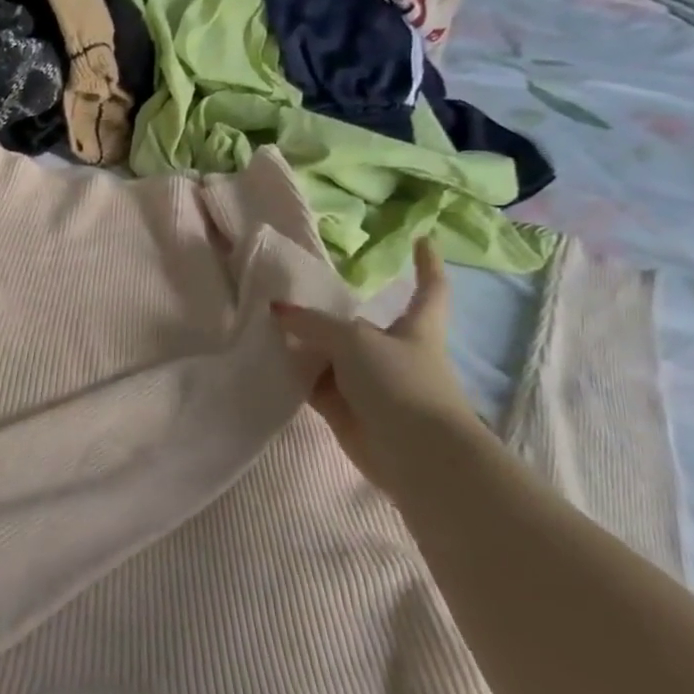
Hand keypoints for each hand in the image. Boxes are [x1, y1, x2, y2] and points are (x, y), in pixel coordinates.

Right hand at [270, 240, 483, 480]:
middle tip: (292, 295)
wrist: (415, 453)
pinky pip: (313, 384)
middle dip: (331, 314)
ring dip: (304, 345)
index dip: (427, 264)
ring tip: (264, 324)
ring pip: (330, 356)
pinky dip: (294, 374)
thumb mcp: (354, 341)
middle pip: (359, 325)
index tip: (422, 240)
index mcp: (415, 328)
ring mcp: (368, 383)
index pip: (429, 289)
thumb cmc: (400, 383)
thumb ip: (314, 323)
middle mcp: (392, 352)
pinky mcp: (345, 410)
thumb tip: (277, 310)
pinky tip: (267, 360)